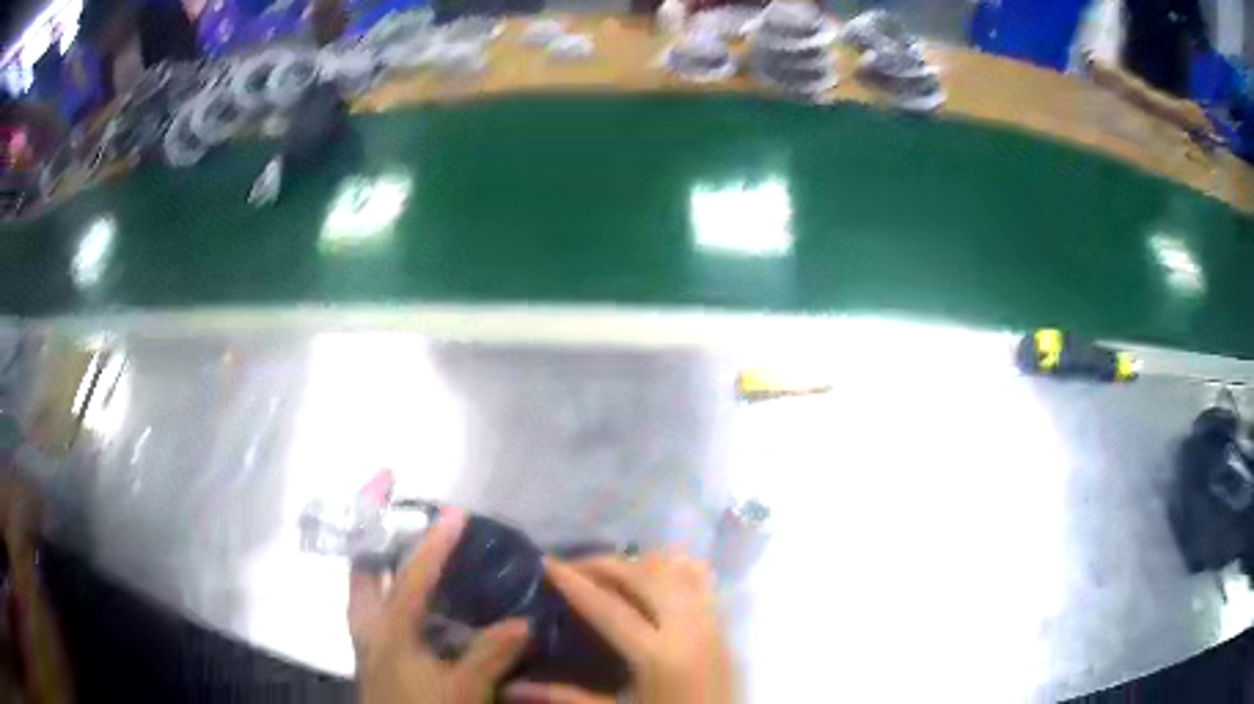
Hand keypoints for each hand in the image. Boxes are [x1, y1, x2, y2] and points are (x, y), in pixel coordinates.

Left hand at [348, 508, 531, 703]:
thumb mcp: (463, 693)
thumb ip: (490, 656)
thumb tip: (525, 621)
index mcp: (386, 630)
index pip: (411, 577)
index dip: (435, 545)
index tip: (456, 513)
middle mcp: (366, 624)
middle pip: (360, 564)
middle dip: (367, 524)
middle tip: (386, 496)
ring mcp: (365, 637)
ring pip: (362, 582)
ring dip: (376, 550)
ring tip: (398, 530)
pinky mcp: (373, 649)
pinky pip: (371, 600)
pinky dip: (383, 580)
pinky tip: (413, 589)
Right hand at [505, 552, 735, 703]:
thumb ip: (565, 697)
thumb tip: (513, 687)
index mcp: (657, 655)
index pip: (609, 607)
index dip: (574, 583)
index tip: (546, 562)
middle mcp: (688, 628)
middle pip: (643, 577)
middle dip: (604, 564)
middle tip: (572, 566)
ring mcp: (711, 623)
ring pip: (675, 571)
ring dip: (639, 564)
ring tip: (608, 572)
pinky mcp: (724, 626)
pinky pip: (701, 581)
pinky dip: (675, 568)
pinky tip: (654, 573)